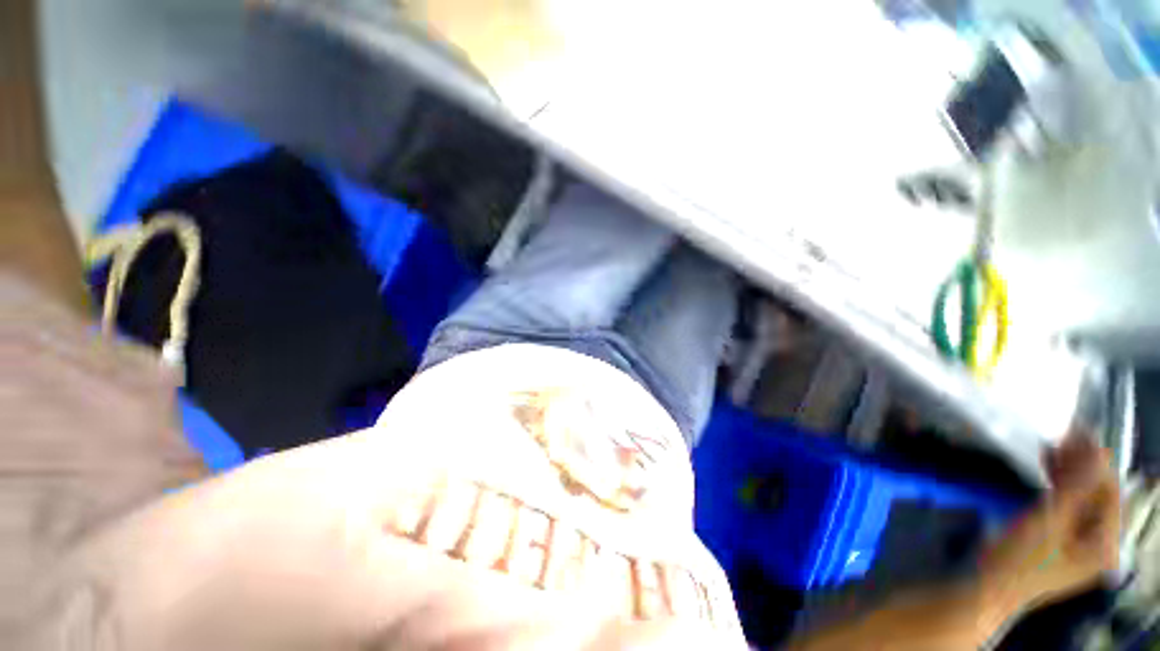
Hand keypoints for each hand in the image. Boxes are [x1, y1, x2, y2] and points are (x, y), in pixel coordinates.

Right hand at [979, 435, 1120, 617]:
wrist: (988, 587)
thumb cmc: (1021, 558)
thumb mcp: (1049, 523)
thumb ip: (1076, 489)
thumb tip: (1098, 453)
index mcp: (1105, 543)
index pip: (1111, 492)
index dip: (1098, 461)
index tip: (1080, 432)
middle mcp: (1099, 541)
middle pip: (1099, 495)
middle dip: (1083, 465)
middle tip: (1064, 435)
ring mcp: (1080, 541)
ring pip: (1083, 498)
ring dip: (1071, 472)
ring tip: (1053, 446)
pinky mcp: (1061, 538)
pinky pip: (1068, 505)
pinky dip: (1060, 484)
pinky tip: (1048, 466)